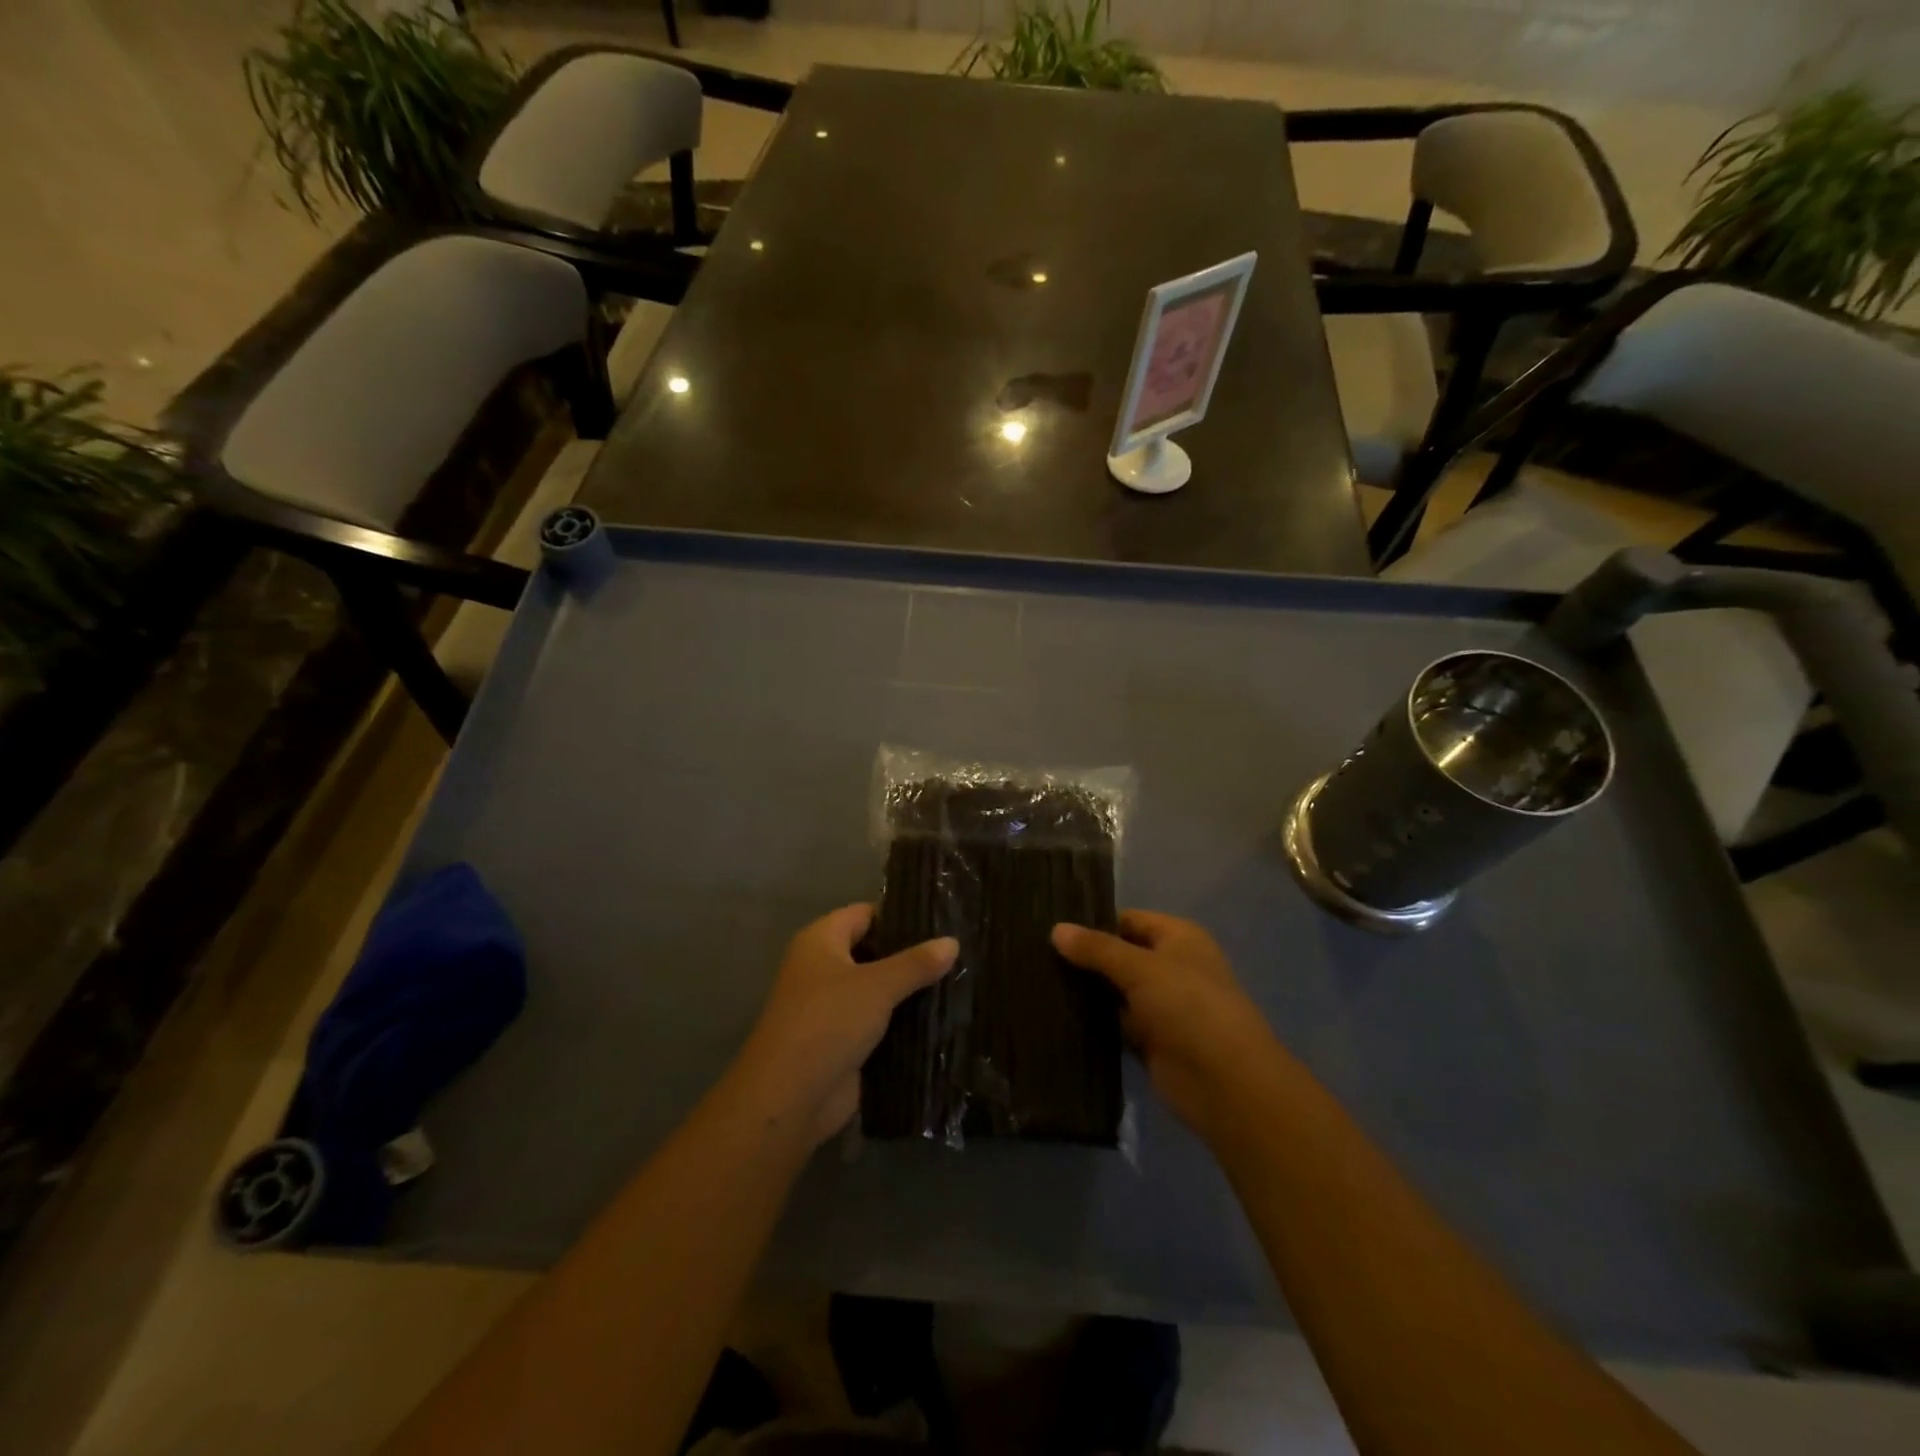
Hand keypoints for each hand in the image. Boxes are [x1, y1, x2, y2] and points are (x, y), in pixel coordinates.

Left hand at [739, 905, 957, 1147]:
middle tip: (958, 952)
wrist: (790, 1098)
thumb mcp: (878, 985)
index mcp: (821, 940)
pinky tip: (941, 1018)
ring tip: (959, 981)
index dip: (900, 916)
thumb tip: (953, 941)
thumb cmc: (828, 1022)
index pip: (865, 914)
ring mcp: (832, 1007)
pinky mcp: (843, 1042)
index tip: (942, 920)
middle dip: (911, 955)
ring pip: (879, 989)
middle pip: (873, 951)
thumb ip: (916, 963)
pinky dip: (903, 1022)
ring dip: (910, 991)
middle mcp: (823, 968)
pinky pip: (879, 1022)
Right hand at [1052, 911, 1286, 1139]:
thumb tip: (1055, 929)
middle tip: (1035, 954)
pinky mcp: (1151, 1041)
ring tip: (1037, 981)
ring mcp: (1161, 1005)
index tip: (1051, 925)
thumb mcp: (1140, 968)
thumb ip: (1097, 949)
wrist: (1225, 1083)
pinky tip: (1056, 1015)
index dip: (1094, 921)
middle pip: (1120, 955)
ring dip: (1086, 990)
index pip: (1128, 920)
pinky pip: (1115, 1023)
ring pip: (1114, 990)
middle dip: (1084, 957)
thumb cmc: (1188, 1006)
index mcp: (1178, 938)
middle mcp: (1171, 966)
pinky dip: (1093, 1021)